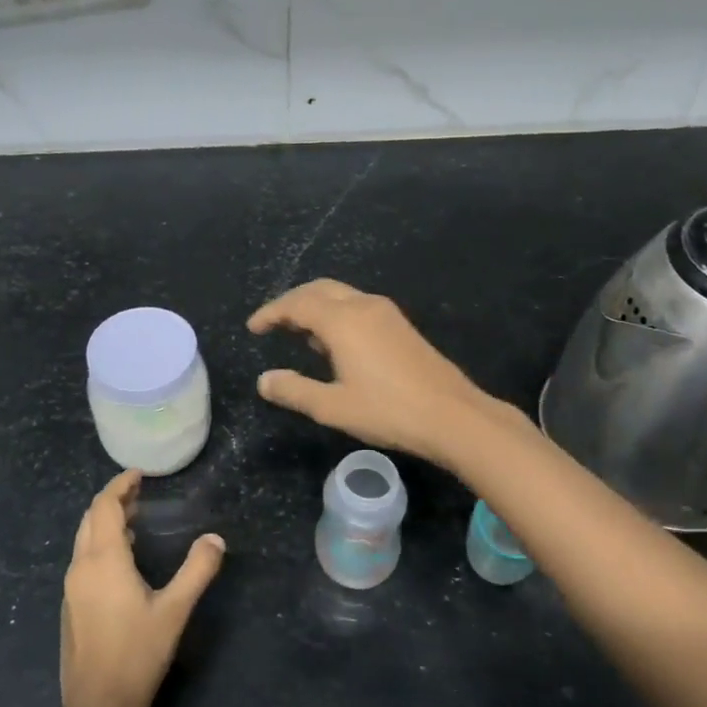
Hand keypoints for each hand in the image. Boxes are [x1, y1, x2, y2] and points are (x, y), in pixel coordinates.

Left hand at [60, 470, 224, 706]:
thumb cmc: (137, 654)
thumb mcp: (174, 611)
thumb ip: (197, 571)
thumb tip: (215, 539)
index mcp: (103, 560)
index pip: (105, 506)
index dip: (120, 486)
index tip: (139, 474)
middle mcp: (81, 566)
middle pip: (91, 518)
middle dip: (113, 500)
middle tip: (139, 492)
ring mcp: (72, 588)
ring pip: (84, 539)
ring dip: (106, 523)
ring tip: (135, 520)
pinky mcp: (71, 606)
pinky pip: (83, 559)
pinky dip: (100, 545)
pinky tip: (122, 561)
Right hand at [248, 279, 509, 469]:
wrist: (453, 416)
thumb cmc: (388, 411)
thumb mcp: (333, 407)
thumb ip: (295, 391)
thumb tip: (263, 380)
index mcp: (343, 321)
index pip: (297, 304)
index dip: (271, 313)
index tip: (253, 328)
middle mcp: (363, 306)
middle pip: (319, 290)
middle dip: (292, 302)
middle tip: (272, 323)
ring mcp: (386, 313)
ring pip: (340, 296)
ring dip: (315, 307)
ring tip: (299, 335)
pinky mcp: (401, 325)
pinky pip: (358, 307)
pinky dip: (336, 315)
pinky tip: (335, 344)